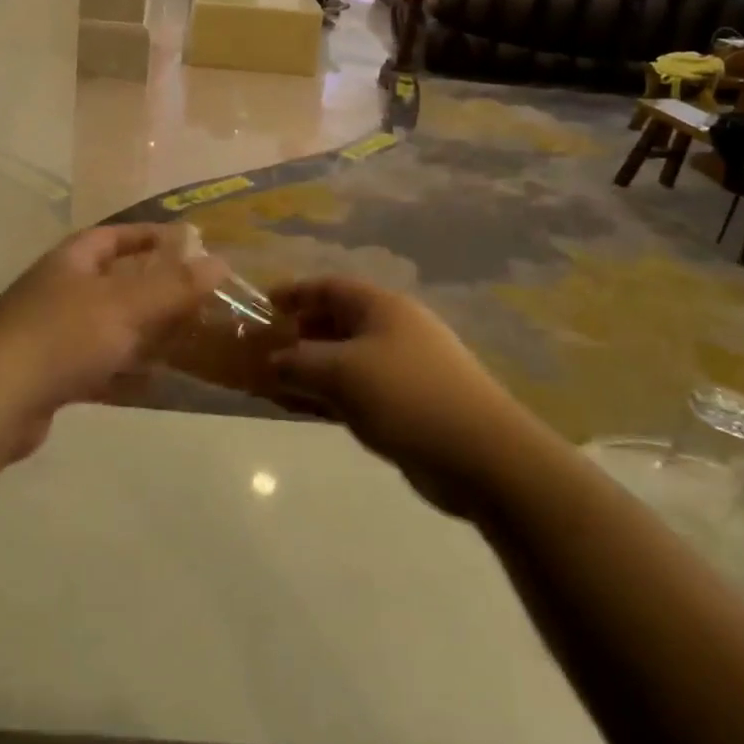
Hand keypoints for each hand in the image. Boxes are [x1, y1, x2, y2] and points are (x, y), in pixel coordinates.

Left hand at [0, 225, 228, 455]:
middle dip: (153, 288)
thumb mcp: (125, 305)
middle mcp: (60, 291)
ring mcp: (52, 334)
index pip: (114, 236)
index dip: (149, 236)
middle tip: (195, 296)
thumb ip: (174, 285)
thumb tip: (221, 262)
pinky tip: (153, 382)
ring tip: (184, 339)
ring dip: (143, 332)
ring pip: (109, 325)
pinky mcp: (50, 374)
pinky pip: (98, 364)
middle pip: (114, 282)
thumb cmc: (63, 335)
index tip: (186, 242)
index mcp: (72, 261)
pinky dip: (125, 370)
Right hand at [266, 278, 522, 515]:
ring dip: (308, 370)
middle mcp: (391, 330)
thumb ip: (299, 363)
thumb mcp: (342, 373)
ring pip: (342, 361)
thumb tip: (272, 361)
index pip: (329, 287)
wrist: (482, 456)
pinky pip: (355, 391)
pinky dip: (327, 396)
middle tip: (262, 352)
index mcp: (381, 308)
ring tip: (271, 385)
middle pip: (335, 323)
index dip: (294, 293)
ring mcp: (400, 369)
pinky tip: (300, 409)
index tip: (262, 307)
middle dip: (297, 335)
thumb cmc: (407, 396)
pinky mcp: (405, 405)